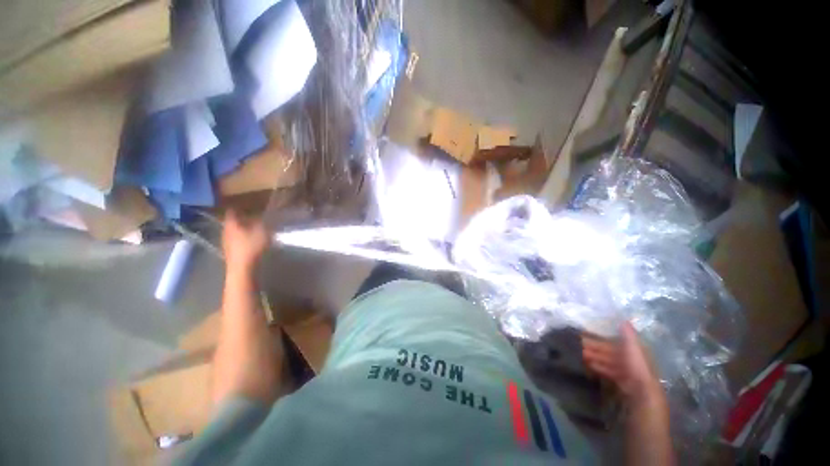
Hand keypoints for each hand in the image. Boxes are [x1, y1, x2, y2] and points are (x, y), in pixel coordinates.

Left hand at [222, 210, 267, 272]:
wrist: (242, 268)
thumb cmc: (251, 247)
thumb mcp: (262, 231)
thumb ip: (263, 222)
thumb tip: (265, 215)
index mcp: (231, 224)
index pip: (232, 211)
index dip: (239, 207)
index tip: (246, 204)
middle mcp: (226, 231)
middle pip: (233, 221)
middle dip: (242, 218)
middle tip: (252, 216)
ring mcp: (226, 242)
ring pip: (234, 231)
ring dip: (242, 229)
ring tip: (253, 228)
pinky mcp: (230, 251)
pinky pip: (236, 240)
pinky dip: (242, 238)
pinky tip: (250, 240)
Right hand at [581, 322, 665, 407]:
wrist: (641, 393)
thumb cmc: (636, 367)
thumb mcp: (633, 347)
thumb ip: (628, 335)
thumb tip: (624, 320)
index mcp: (635, 350)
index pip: (618, 341)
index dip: (604, 337)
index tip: (589, 333)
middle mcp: (631, 359)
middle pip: (611, 351)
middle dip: (596, 347)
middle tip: (580, 344)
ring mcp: (626, 371)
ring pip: (608, 361)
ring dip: (596, 356)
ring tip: (581, 354)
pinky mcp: (621, 382)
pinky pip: (608, 371)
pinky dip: (599, 367)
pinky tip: (589, 365)